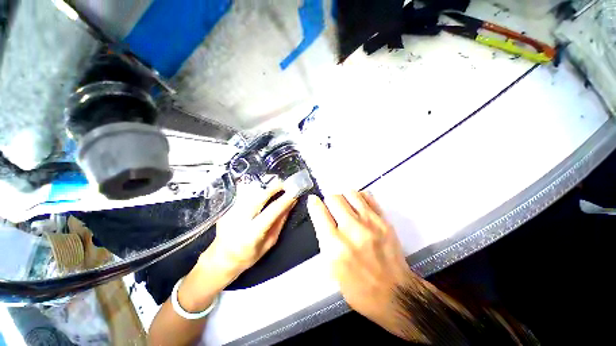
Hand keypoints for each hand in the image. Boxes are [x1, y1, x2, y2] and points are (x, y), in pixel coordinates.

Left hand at [178, 180, 296, 311]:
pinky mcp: (226, 208)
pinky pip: (243, 193)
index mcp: (252, 234)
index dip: (285, 200)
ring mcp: (230, 212)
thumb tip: (291, 203)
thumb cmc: (249, 255)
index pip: (272, 212)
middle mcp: (239, 220)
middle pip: (259, 197)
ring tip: (275, 183)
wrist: (222, 258)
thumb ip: (280, 221)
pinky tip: (262, 188)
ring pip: (250, 192)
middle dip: (274, 188)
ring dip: (264, 186)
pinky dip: (255, 188)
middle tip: (285, 183)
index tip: (294, 192)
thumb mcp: (270, 242)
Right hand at [307, 192, 416, 339]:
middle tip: (331, 208)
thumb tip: (320, 215)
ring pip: (350, 193)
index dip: (314, 203)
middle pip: (334, 198)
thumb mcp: (331, 268)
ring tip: (345, 206)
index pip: (319, 212)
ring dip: (343, 197)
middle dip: (328, 201)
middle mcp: (351, 230)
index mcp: (335, 246)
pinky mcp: (384, 220)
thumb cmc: (358, 287)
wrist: (395, 294)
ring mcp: (370, 223)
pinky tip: (358, 206)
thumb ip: (324, 238)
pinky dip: (359, 198)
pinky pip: (367, 196)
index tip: (313, 200)